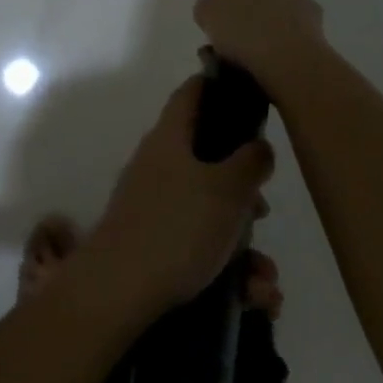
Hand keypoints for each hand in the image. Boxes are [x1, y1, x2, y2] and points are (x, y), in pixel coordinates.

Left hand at [80, 77, 274, 315]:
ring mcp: (153, 205)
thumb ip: (250, 162)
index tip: (245, 90)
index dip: (216, 85)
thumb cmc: (177, 227)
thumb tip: (257, 145)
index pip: (191, 94)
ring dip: (243, 243)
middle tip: (263, 210)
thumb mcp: (226, 190)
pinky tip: (252, 297)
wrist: (118, 290)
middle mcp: (158, 165)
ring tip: (264, 280)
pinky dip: (228, 268)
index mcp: (170, 138)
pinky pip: (200, 246)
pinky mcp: (154, 243)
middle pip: (208, 159)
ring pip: (210, 211)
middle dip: (244, 188)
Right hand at [193, 0, 328, 96]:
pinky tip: (244, 77)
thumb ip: (211, 6)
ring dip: (261, 41)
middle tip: (234, 29)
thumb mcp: (212, 10)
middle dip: (259, 11)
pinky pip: (284, 57)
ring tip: (231, 61)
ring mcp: (311, 30)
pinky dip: (266, 65)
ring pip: (281, 30)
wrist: (290, 69)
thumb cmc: (250, 28)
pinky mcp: (314, 60)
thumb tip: (215, 11)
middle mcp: (298, 0)